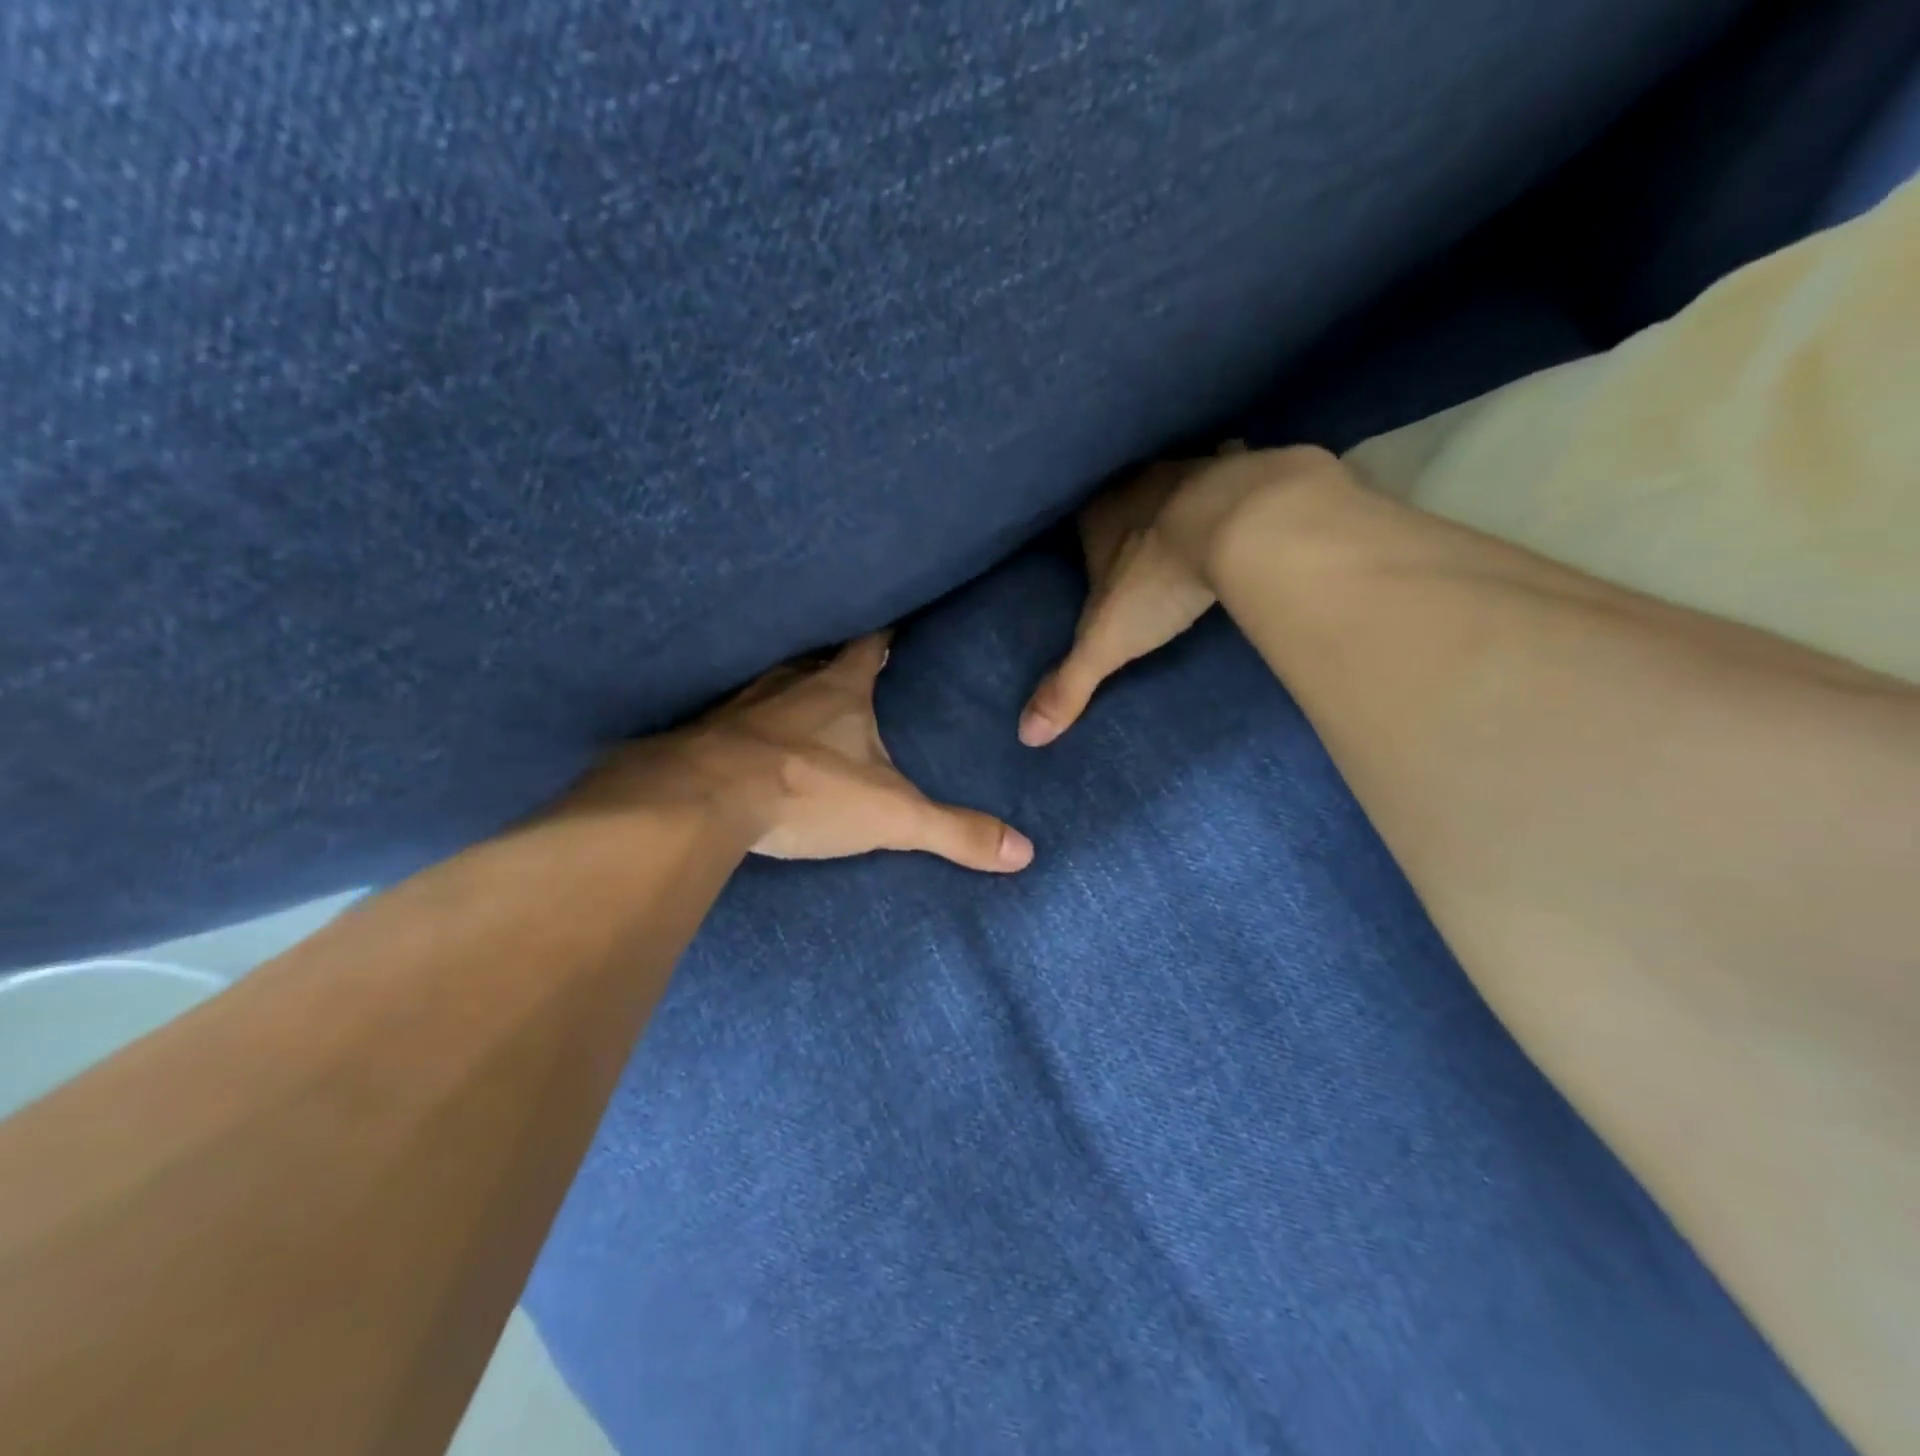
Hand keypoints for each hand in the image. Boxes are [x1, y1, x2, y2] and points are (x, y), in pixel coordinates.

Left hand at [585, 632, 1034, 872]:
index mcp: (839, 688)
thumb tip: (1024, 852)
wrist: (703, 800)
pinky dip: (754, 723)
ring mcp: (744, 705)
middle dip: (840, 664)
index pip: (870, 644)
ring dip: (796, 690)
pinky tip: (755, 741)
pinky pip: (739, 717)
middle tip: (859, 671)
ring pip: (777, 684)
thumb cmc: (806, 791)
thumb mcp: (892, 816)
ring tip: (810, 704)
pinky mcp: (710, 735)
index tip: (897, 624)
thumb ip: (954, 831)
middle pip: (820, 661)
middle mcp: (790, 683)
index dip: (886, 634)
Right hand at [1019, 444, 1334, 746]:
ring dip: (1177, 500)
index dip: (1086, 542)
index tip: (1094, 562)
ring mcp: (1191, 470)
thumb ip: (1068, 685)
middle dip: (1129, 521)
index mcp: (1098, 514)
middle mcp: (1138, 483)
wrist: (1241, 524)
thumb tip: (1027, 735)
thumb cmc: (1159, 580)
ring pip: (1174, 481)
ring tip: (1185, 526)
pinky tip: (1244, 502)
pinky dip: (1233, 485)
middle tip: (1139, 549)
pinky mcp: (1243, 469)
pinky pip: (1231, 474)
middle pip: (1124, 500)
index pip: (1079, 523)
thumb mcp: (1106, 643)